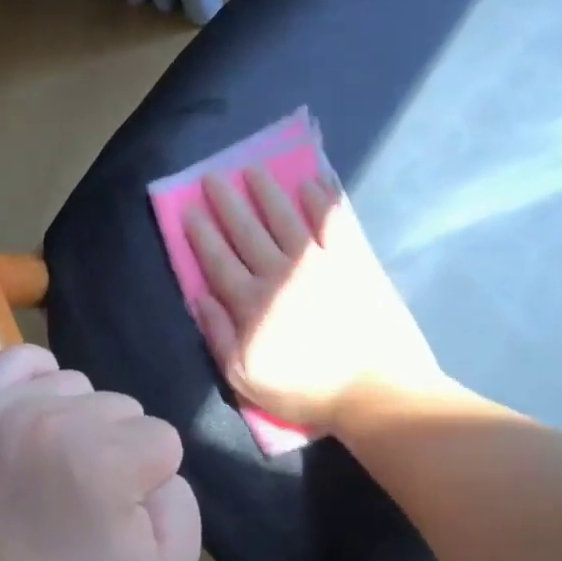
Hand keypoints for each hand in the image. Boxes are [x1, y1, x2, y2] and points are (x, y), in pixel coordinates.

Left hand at [0, 344, 200, 560]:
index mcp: (111, 460)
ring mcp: (13, 409)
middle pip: (122, 408)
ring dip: (78, 419)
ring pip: (77, 386)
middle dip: (116, 448)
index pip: (163, 440)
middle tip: (87, 493)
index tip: (121, 512)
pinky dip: (38, 378)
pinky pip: (19, 360)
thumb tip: (162, 471)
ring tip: (57, 463)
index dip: (149, 479)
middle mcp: (63, 421)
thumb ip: (185, 510)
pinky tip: (39, 412)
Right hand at [185, 168, 443, 433]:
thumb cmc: (303, 390)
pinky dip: (321, 201)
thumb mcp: (244, 378)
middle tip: (214, 177)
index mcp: (250, 303)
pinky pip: (333, 222)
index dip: (202, 234)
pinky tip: (311, 184)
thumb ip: (218, 335)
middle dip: (227, 202)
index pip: (218, 260)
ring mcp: (318, 262)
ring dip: (267, 193)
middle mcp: (279, 273)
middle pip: (247, 231)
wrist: (372, 390)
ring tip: (253, 170)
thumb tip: (199, 297)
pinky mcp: (353, 261)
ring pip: (285, 218)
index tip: (189, 209)